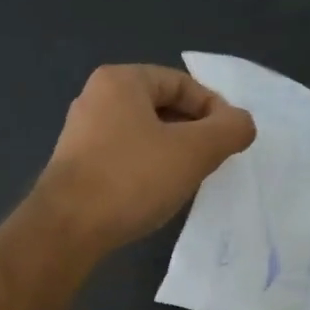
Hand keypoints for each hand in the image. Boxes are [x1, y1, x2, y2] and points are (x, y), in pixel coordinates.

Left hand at [34, 64, 255, 254]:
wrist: (67, 228)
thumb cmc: (132, 178)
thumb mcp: (194, 151)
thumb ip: (228, 130)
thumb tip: (242, 123)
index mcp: (120, 81)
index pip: (181, 83)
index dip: (214, 108)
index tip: (231, 140)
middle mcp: (95, 98)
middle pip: (161, 106)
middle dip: (193, 131)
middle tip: (214, 160)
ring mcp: (81, 133)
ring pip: (142, 133)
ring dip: (171, 152)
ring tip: (189, 178)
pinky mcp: (75, 165)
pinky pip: (123, 156)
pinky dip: (146, 168)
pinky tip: (157, 193)